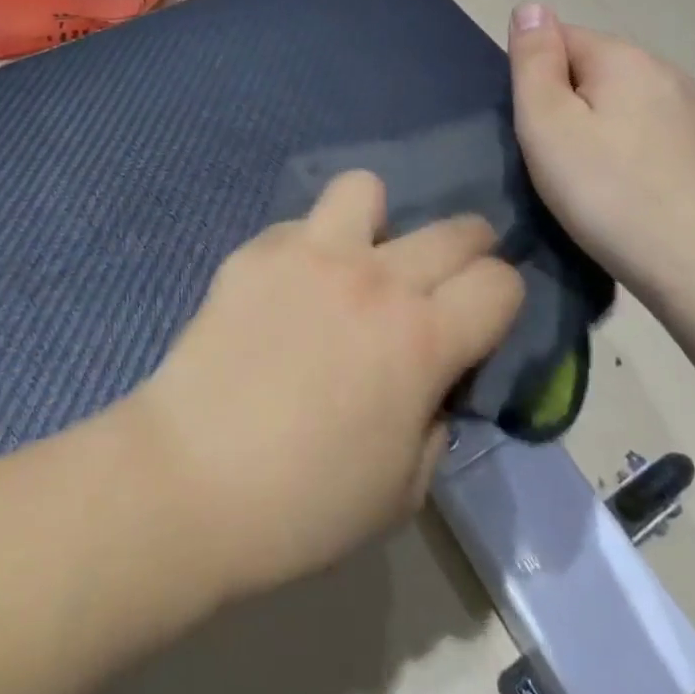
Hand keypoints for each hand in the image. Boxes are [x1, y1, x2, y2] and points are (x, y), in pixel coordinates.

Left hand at [130, 171, 523, 601]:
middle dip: (469, 249)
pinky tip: (286, 290)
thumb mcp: (404, 488)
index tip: (484, 318)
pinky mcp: (257, 249)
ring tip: (358, 259)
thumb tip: (431, 379)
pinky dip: (308, 248)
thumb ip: (434, 418)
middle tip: (442, 282)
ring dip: (376, 221)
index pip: (500, 283)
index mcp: (421, 340)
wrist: (190, 478)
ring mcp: (311, 251)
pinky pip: (299, 225)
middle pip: (454, 229)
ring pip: (366, 189)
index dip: (504, 299)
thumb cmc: (304, 504)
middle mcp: (374, 278)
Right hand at [507, 3, 694, 297]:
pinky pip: (650, 136)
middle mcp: (664, 71)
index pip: (559, 38)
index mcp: (623, 57)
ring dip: (599, 129)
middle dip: (567, 103)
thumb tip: (531, 5)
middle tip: (554, 159)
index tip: (534, 129)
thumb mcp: (547, 121)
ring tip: (589, 181)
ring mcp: (694, 113)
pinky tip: (627, 193)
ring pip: (622, 105)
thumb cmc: (608, 190)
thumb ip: (533, 60)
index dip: (535, 79)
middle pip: (592, 71)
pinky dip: (630, 154)